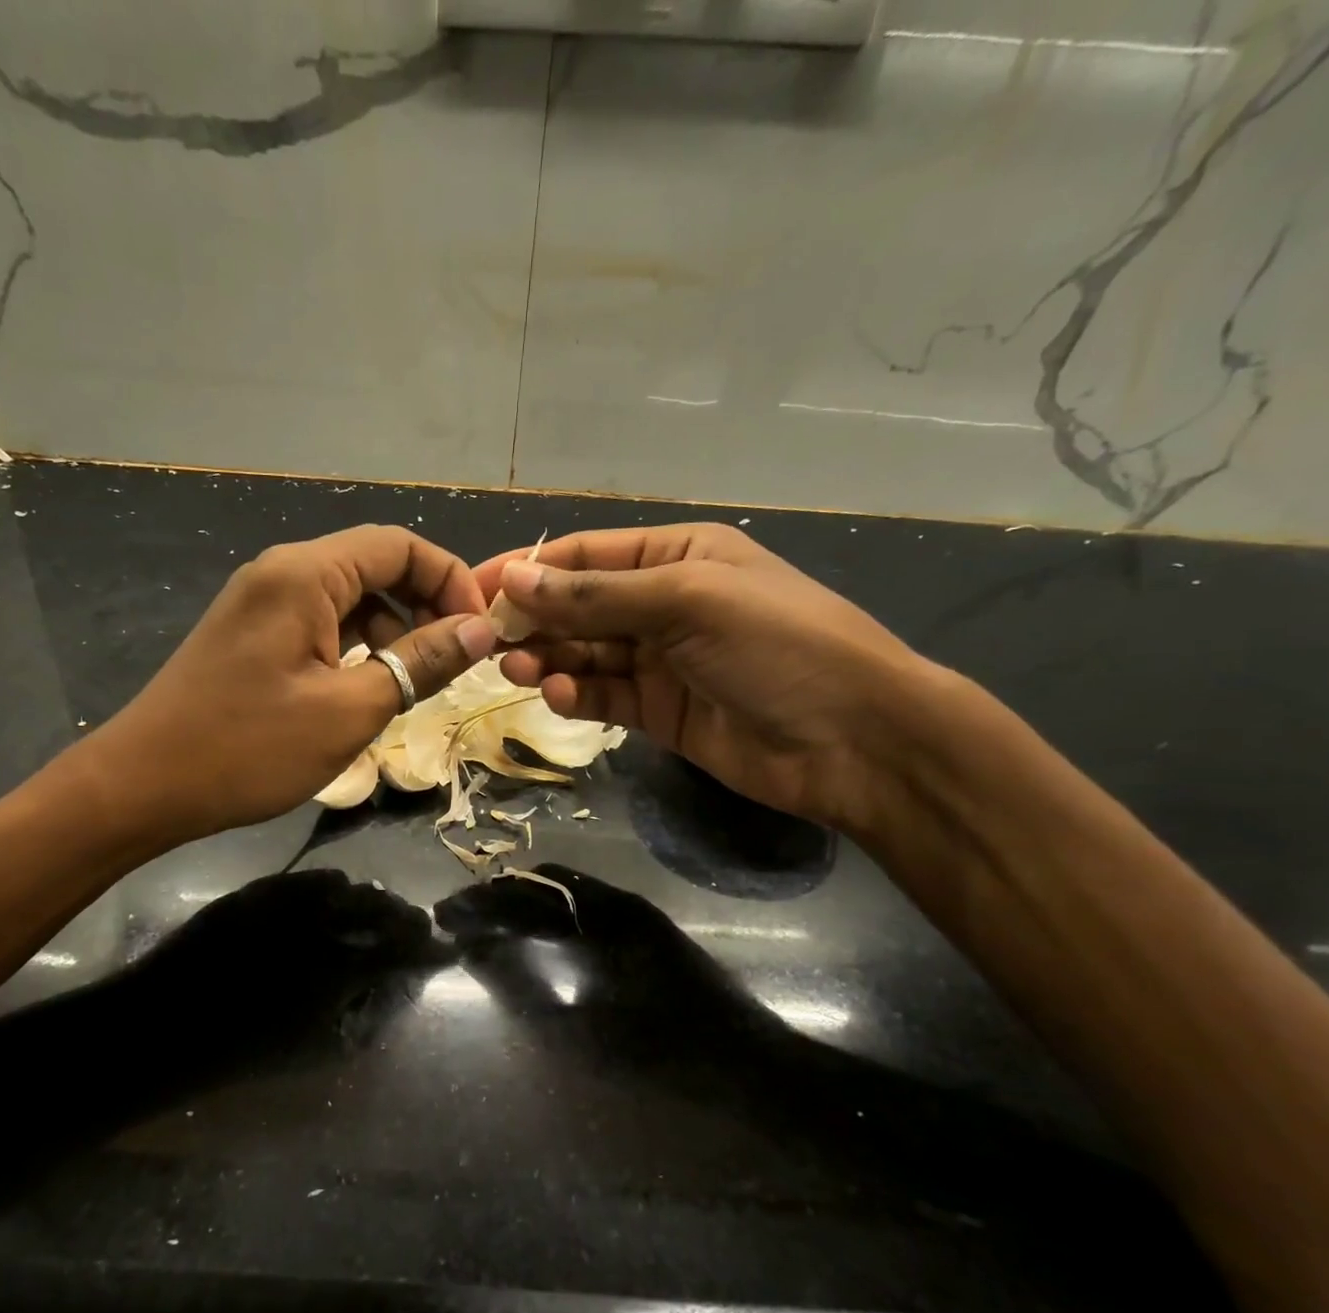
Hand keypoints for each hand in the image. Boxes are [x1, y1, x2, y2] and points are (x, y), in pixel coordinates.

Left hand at [88, 526, 497, 841]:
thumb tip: (480, 630)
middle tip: (453, 661)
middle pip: (376, 565)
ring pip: (352, 598)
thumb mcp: (349, 710)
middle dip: (425, 606)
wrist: (142, 786)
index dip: (451, 580)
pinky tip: (369, 688)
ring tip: (414, 683)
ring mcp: (264, 603)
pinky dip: (359, 646)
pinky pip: (323, 623)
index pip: (400, 545)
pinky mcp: (254, 635)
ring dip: (394, 630)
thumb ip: (419, 662)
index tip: (479, 632)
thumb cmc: (248, 748)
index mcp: (305, 574)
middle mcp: (283, 573)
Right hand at [475, 523, 934, 828]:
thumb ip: (597, 596)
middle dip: (534, 620)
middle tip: (488, 641)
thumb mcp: (688, 602)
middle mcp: (664, 603)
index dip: (528, 570)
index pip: (584, 556)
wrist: (854, 741)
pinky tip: (558, 697)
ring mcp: (661, 660)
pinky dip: (577, 696)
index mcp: (677, 556)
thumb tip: (514, 579)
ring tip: (516, 669)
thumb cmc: (777, 646)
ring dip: (548, 659)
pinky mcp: (659, 712)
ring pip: (585, 653)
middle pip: (579, 606)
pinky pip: (604, 696)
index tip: (474, 592)